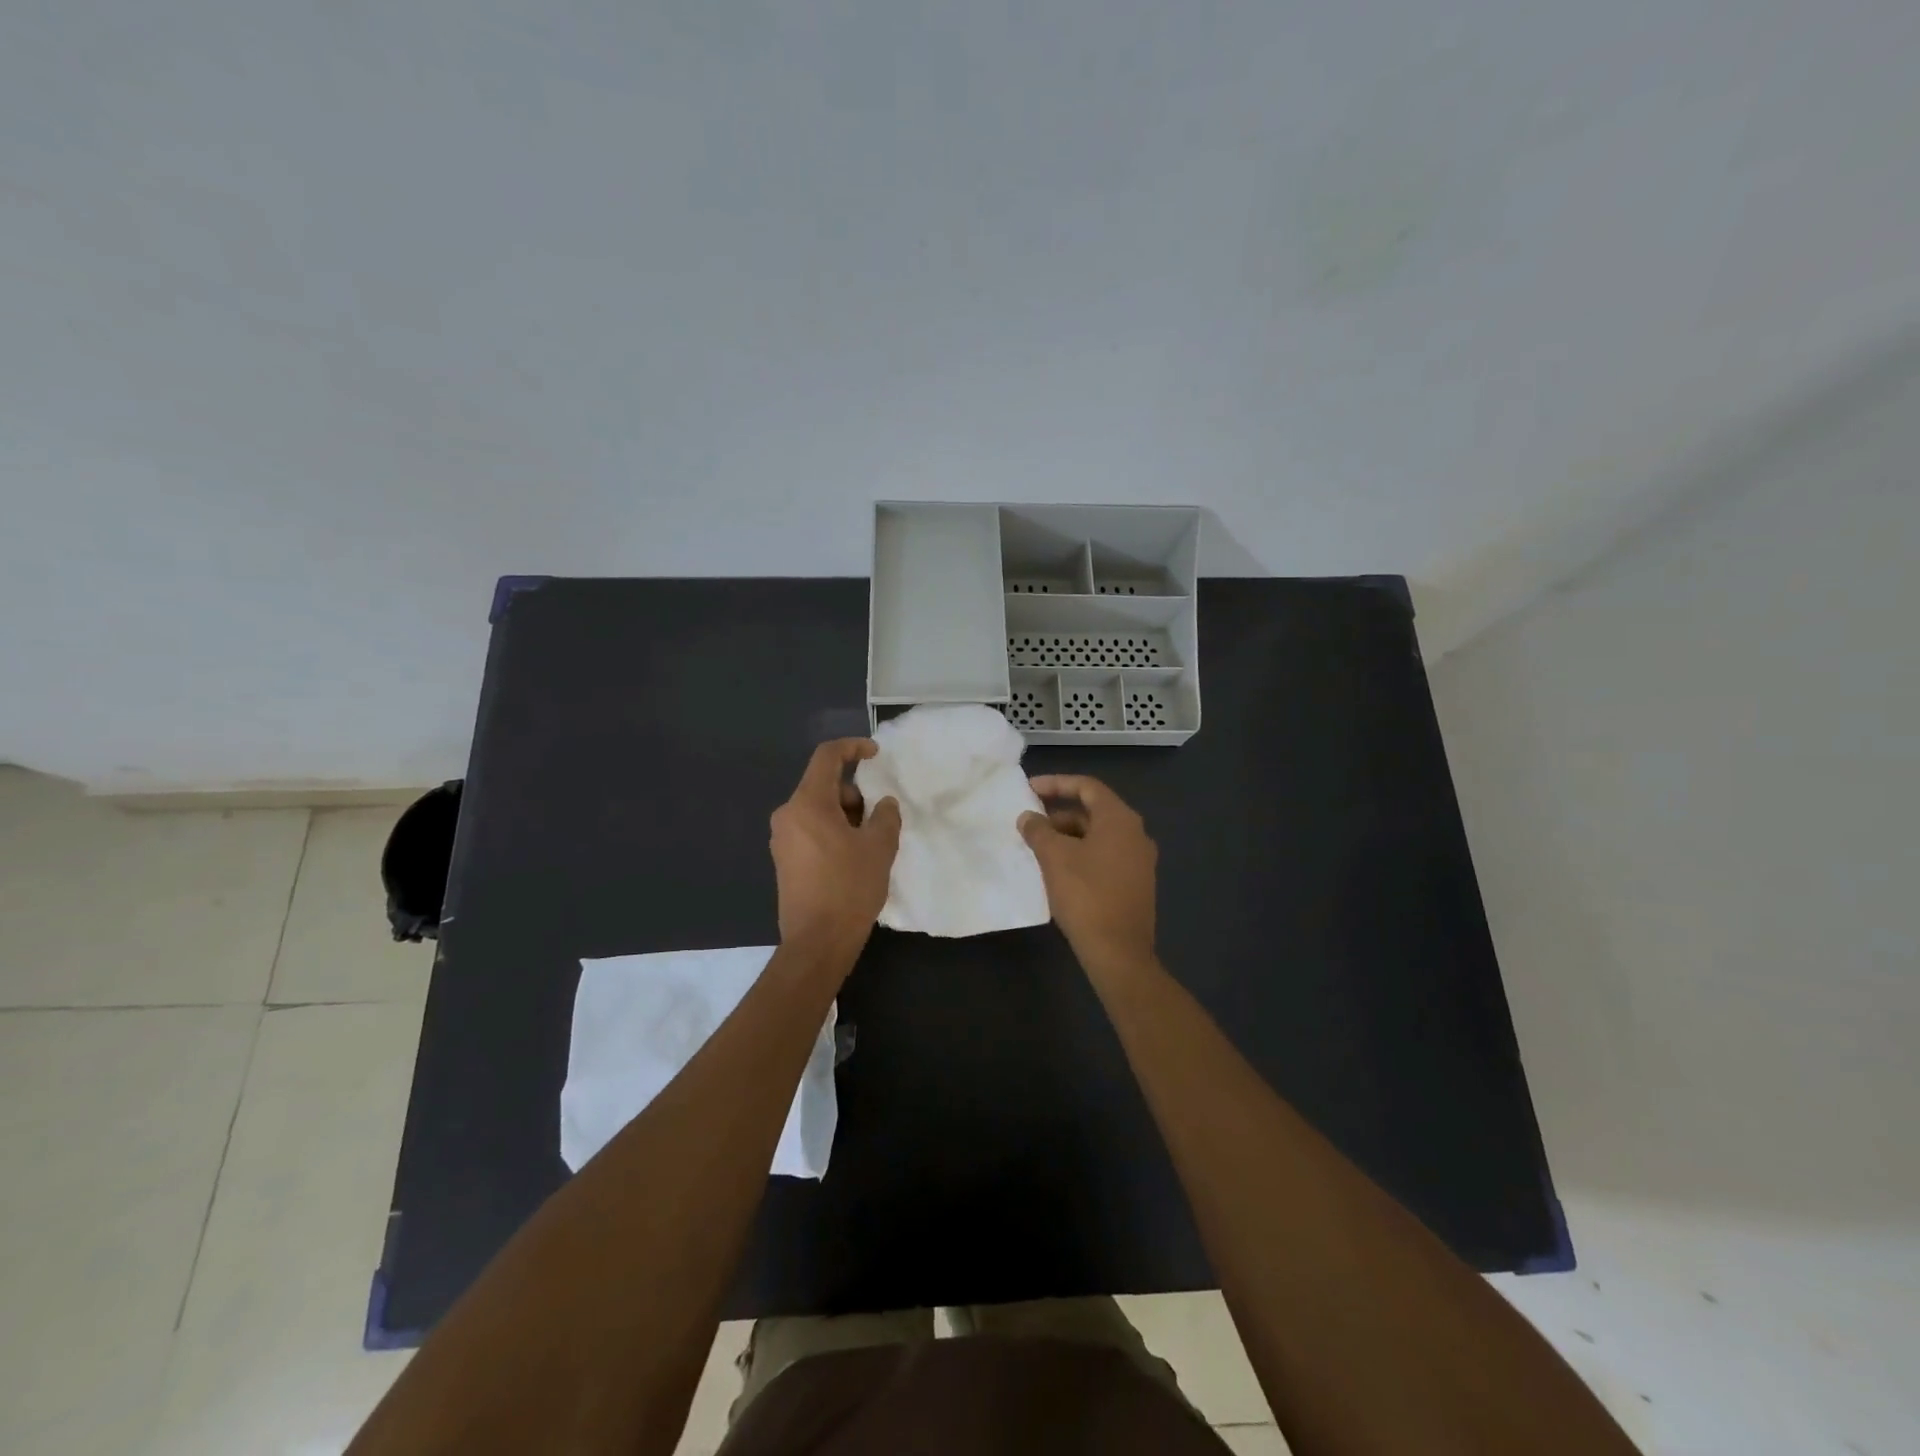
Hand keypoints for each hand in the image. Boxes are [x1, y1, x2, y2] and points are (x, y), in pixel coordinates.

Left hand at [770, 739, 900, 958]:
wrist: (817, 942)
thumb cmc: (849, 888)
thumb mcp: (879, 847)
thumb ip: (885, 816)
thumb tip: (883, 804)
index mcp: (808, 803)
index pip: (827, 757)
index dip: (853, 747)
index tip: (876, 753)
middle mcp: (788, 815)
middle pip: (824, 786)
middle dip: (856, 794)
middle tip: (880, 820)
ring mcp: (783, 839)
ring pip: (819, 810)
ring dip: (847, 816)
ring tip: (870, 845)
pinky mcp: (784, 860)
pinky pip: (811, 830)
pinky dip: (833, 832)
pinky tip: (853, 859)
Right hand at [1019, 774, 1157, 978]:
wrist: (1118, 951)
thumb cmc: (1086, 895)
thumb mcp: (1054, 858)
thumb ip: (1038, 831)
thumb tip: (1028, 817)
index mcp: (1120, 819)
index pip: (1087, 787)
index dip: (1056, 783)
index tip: (1029, 789)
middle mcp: (1136, 833)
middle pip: (1094, 810)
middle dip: (1059, 812)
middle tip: (1030, 820)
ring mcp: (1139, 859)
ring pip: (1099, 835)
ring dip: (1068, 835)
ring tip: (1038, 846)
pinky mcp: (1136, 882)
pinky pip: (1105, 855)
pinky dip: (1081, 853)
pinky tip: (1058, 868)